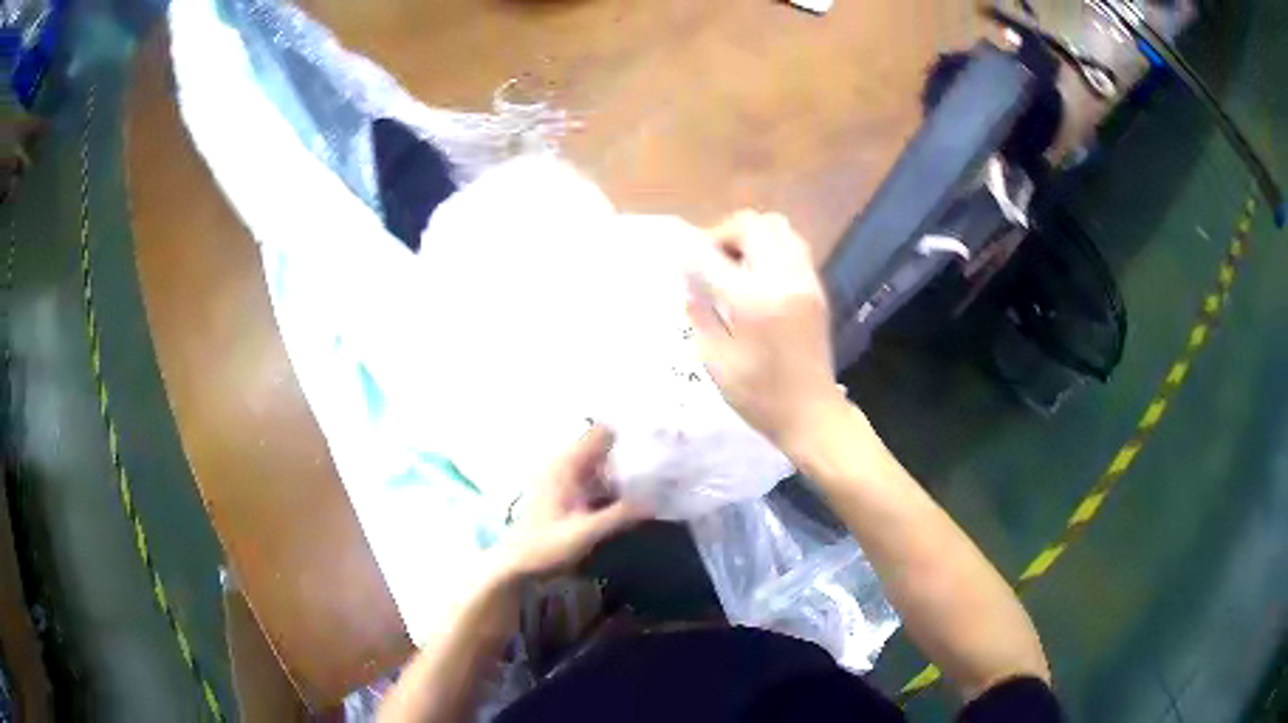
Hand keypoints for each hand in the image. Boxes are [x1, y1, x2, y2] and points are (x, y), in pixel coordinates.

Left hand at [495, 426, 648, 580]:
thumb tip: (656, 502)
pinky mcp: (563, 493)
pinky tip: (629, 499)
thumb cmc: (545, 547)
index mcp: (566, 465)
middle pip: (603, 447)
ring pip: (600, 464)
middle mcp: (563, 464)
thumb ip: (619, 516)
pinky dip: (610, 484)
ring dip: (621, 472)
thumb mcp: (585, 533)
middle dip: (628, 455)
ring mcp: (562, 478)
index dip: (626, 436)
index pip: (601, 433)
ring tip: (652, 483)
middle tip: (661, 468)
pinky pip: (593, 478)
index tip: (653, 446)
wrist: (515, 564)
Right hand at [686, 211, 843, 451]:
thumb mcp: (714, 361)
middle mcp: (783, 278)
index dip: (687, 250)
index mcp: (752, 301)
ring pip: (777, 225)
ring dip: (750, 235)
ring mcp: (805, 279)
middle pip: (751, 223)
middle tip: (710, 261)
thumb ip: (700, 312)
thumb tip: (690, 281)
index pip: (710, 255)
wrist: (812, 413)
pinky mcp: (816, 286)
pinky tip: (758, 275)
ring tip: (735, 264)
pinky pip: (793, 244)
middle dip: (723, 234)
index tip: (675, 257)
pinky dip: (770, 246)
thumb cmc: (757, 396)